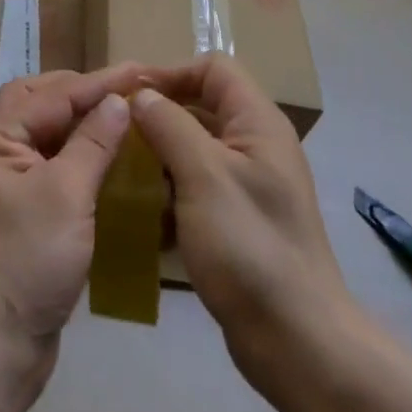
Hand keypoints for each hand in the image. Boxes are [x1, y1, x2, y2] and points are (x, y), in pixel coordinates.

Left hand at [0, 65, 140, 408]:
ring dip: (78, 122)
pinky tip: (106, 161)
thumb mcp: (65, 196)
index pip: (53, 95)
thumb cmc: (24, 263)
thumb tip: (117, 100)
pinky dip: (76, 156)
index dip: (98, 82)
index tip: (140, 70)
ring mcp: (3, 185)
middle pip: (39, 103)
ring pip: (44, 135)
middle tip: (123, 88)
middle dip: (80, 91)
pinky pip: (50, 168)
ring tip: (118, 115)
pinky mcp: (18, 215)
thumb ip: (92, 143)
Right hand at [133, 56, 351, 374]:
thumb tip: (140, 95)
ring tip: (119, 169)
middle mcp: (257, 145)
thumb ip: (169, 125)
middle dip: (159, 114)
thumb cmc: (249, 247)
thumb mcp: (203, 176)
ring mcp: (250, 185)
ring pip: (196, 148)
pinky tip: (141, 211)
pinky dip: (170, 190)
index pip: (212, 69)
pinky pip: (197, 186)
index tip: (128, 95)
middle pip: (202, 105)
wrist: (297, 343)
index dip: (171, 73)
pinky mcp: (239, 221)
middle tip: (114, 130)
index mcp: (258, 123)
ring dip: (160, 154)